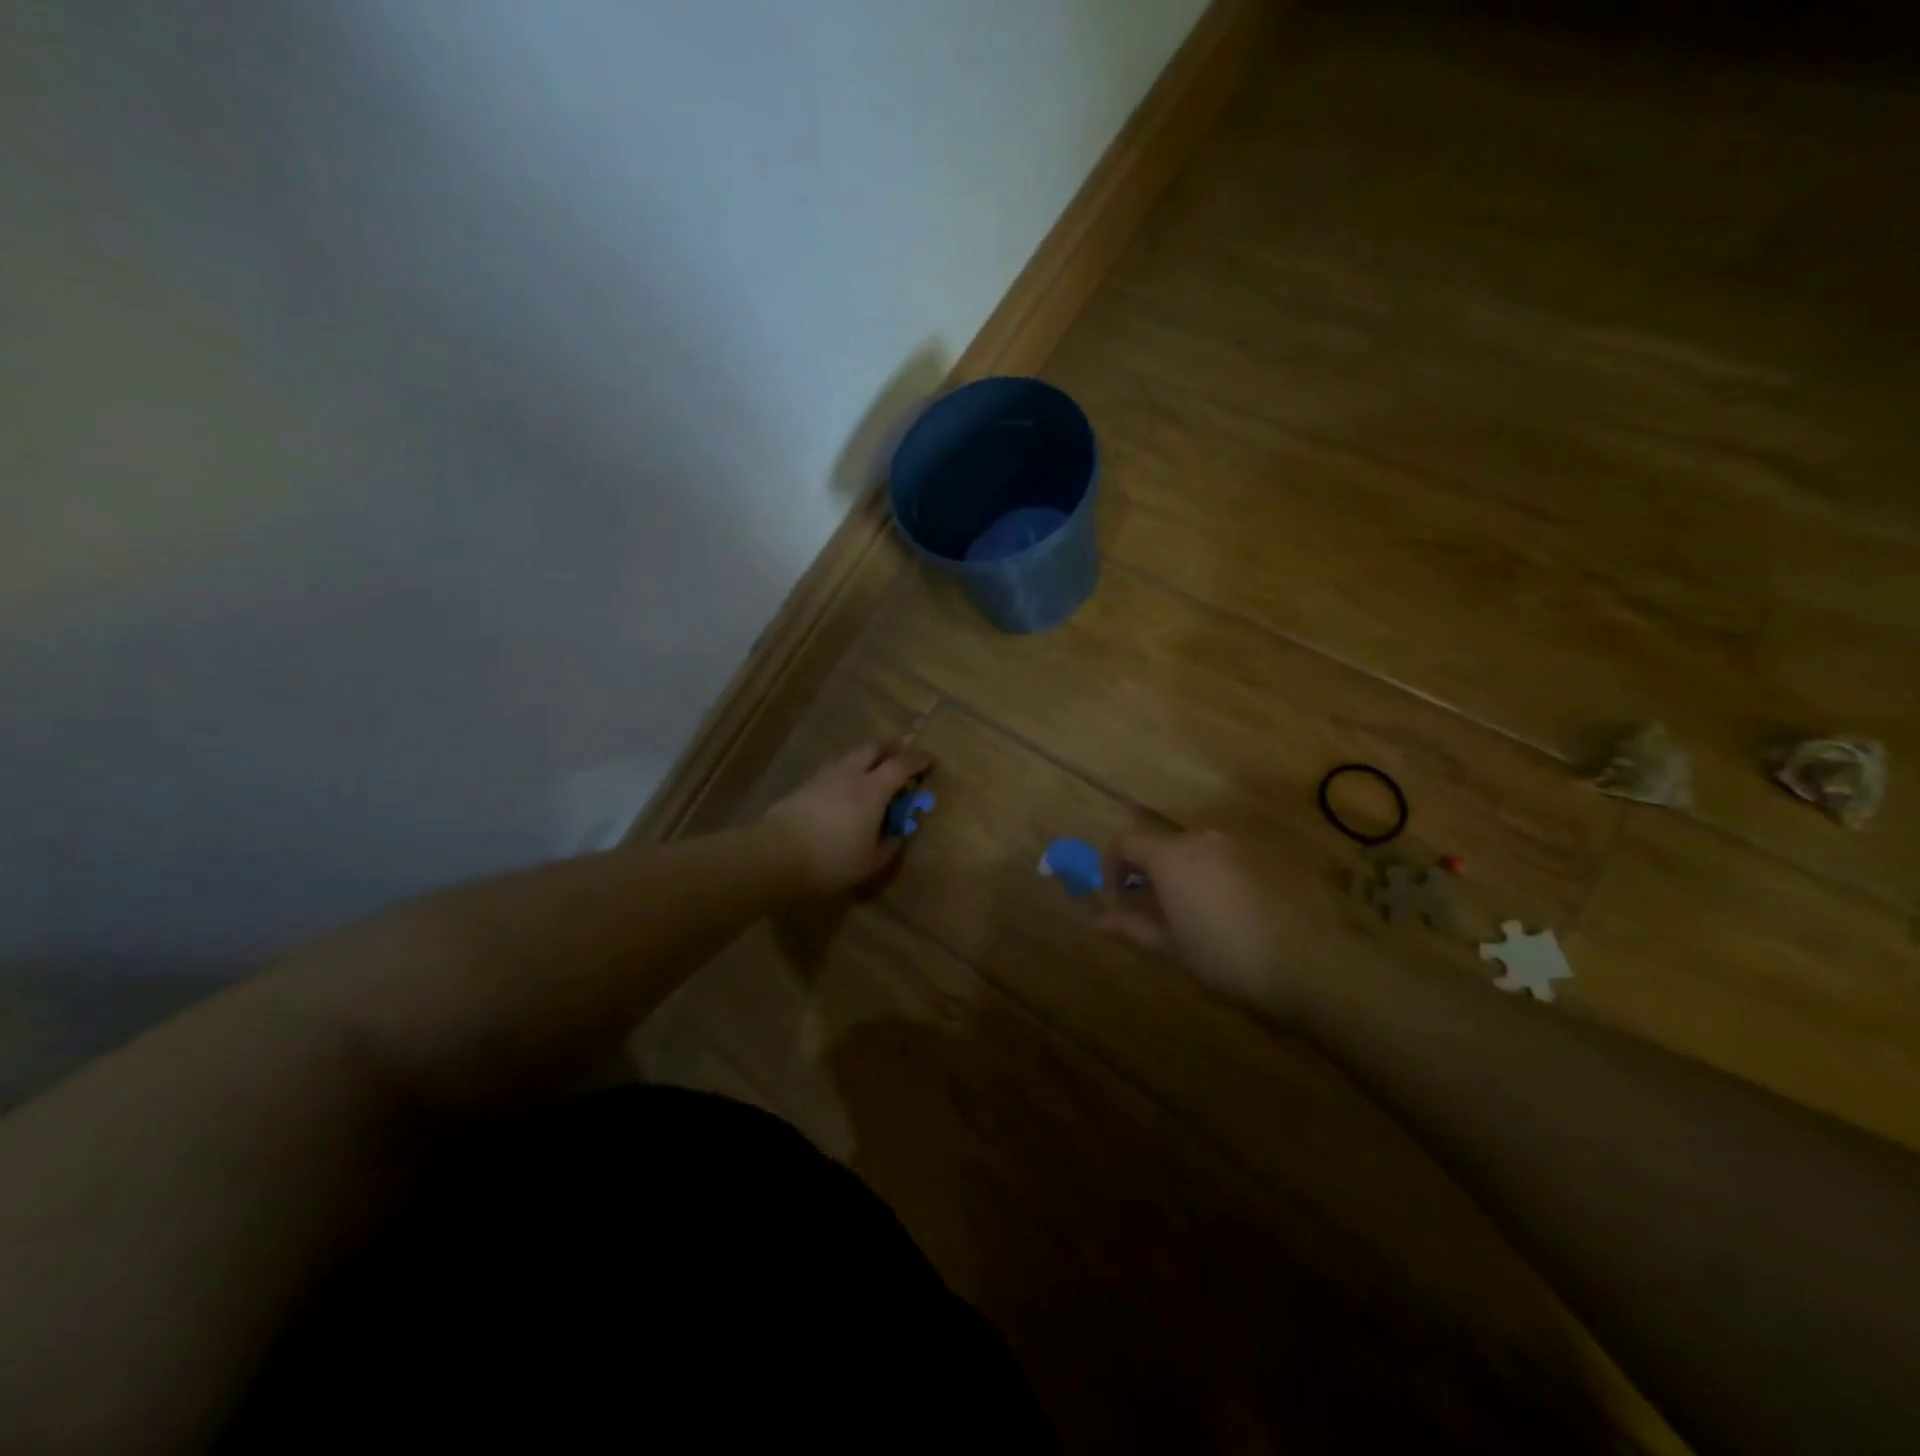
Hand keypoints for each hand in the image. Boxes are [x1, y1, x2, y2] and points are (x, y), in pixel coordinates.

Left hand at [762, 740, 934, 895]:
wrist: (775, 856)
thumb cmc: (830, 861)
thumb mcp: (870, 862)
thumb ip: (889, 845)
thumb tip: (898, 834)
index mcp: (872, 790)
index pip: (902, 765)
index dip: (919, 760)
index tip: (931, 760)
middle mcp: (849, 775)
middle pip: (873, 749)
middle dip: (891, 748)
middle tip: (901, 755)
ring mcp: (823, 777)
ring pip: (850, 757)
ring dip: (866, 758)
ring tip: (872, 771)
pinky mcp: (803, 786)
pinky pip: (833, 770)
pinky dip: (847, 771)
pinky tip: (844, 788)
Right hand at [1100, 828, 1302, 1010]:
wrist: (1310, 961)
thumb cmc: (1227, 956)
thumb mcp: (1172, 947)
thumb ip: (1132, 927)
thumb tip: (1098, 920)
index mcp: (1170, 856)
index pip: (1125, 842)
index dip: (1112, 866)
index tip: (1117, 896)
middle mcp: (1202, 837)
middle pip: (1163, 844)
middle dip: (1152, 871)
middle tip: (1158, 908)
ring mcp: (1240, 842)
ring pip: (1199, 849)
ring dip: (1187, 871)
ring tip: (1199, 910)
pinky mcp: (1271, 852)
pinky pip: (1232, 856)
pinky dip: (1220, 873)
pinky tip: (1236, 908)